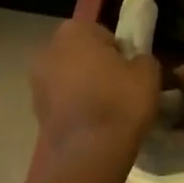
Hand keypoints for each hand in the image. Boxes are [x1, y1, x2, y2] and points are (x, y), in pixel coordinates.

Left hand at [30, 20, 160, 157]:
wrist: (90, 152)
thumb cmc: (121, 101)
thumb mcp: (148, 72)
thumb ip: (141, 58)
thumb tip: (135, 63)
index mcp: (74, 31)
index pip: (103, 33)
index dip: (119, 52)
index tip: (130, 71)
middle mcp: (48, 50)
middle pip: (81, 54)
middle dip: (97, 67)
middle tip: (120, 88)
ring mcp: (36, 82)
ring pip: (68, 78)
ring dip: (83, 88)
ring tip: (106, 109)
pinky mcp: (35, 111)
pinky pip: (62, 102)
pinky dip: (74, 108)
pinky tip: (92, 124)